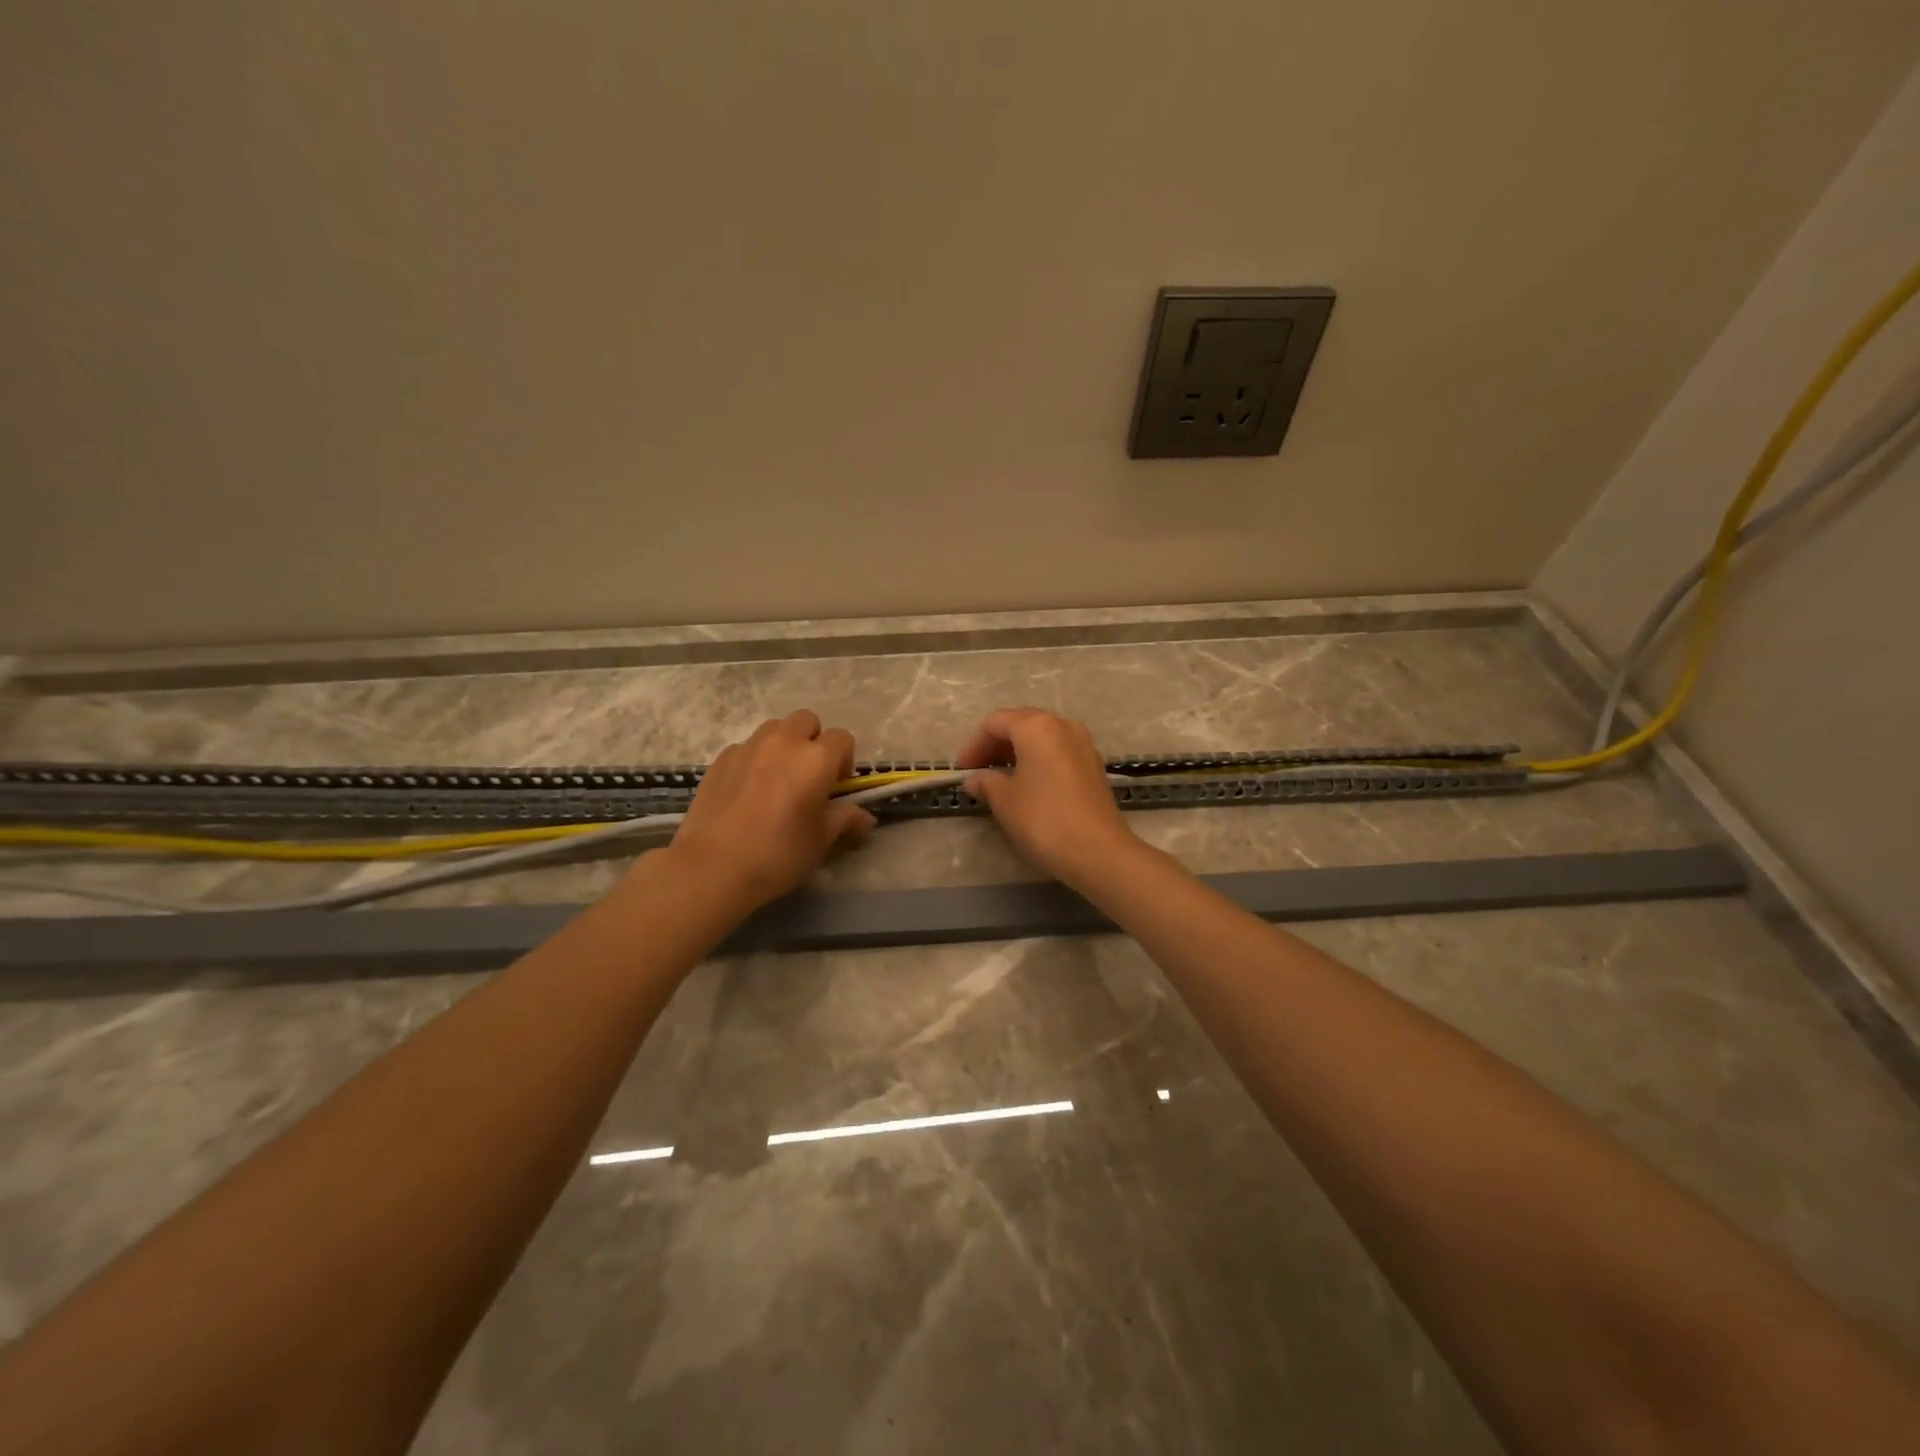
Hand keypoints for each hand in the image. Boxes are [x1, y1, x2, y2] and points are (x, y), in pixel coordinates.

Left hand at [665, 710, 875, 907]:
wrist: (713, 867)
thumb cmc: (778, 854)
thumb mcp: (820, 841)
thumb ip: (845, 820)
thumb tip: (866, 818)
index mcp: (815, 759)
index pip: (842, 738)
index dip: (844, 760)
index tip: (836, 787)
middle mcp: (783, 743)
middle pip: (807, 721)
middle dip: (813, 741)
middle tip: (808, 776)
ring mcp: (748, 747)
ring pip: (774, 729)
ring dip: (784, 745)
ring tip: (777, 779)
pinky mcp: (720, 759)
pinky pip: (746, 747)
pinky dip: (754, 759)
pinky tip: (747, 791)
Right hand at [957, 708, 1140, 888]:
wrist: (1098, 852)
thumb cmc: (1044, 819)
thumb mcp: (1005, 801)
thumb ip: (986, 783)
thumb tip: (976, 779)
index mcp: (1037, 727)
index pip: (996, 723)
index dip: (974, 744)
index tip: (962, 770)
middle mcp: (1063, 725)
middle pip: (1021, 723)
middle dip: (996, 744)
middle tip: (979, 771)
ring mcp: (1083, 744)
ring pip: (1042, 737)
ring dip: (1018, 752)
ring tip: (1001, 778)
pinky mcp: (1094, 765)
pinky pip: (1058, 752)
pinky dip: (1039, 760)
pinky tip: (1029, 785)